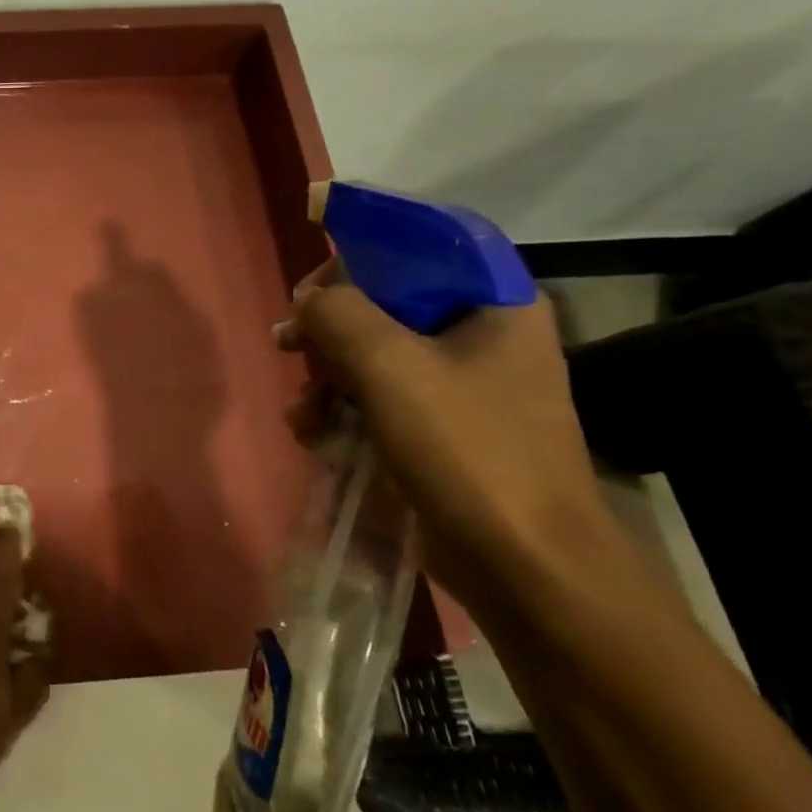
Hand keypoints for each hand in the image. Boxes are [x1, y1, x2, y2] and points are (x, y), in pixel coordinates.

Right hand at [278, 263, 649, 621]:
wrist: (523, 565)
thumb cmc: (466, 450)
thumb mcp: (391, 367)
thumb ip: (339, 315)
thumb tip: (308, 302)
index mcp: (496, 305)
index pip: (424, 247)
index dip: (361, 254)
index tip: (310, 285)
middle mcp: (486, 337)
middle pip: (391, 304)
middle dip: (330, 328)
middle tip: (287, 344)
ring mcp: (468, 388)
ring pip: (379, 356)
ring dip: (328, 378)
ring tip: (301, 411)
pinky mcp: (446, 431)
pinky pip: (383, 399)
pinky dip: (344, 411)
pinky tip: (314, 435)